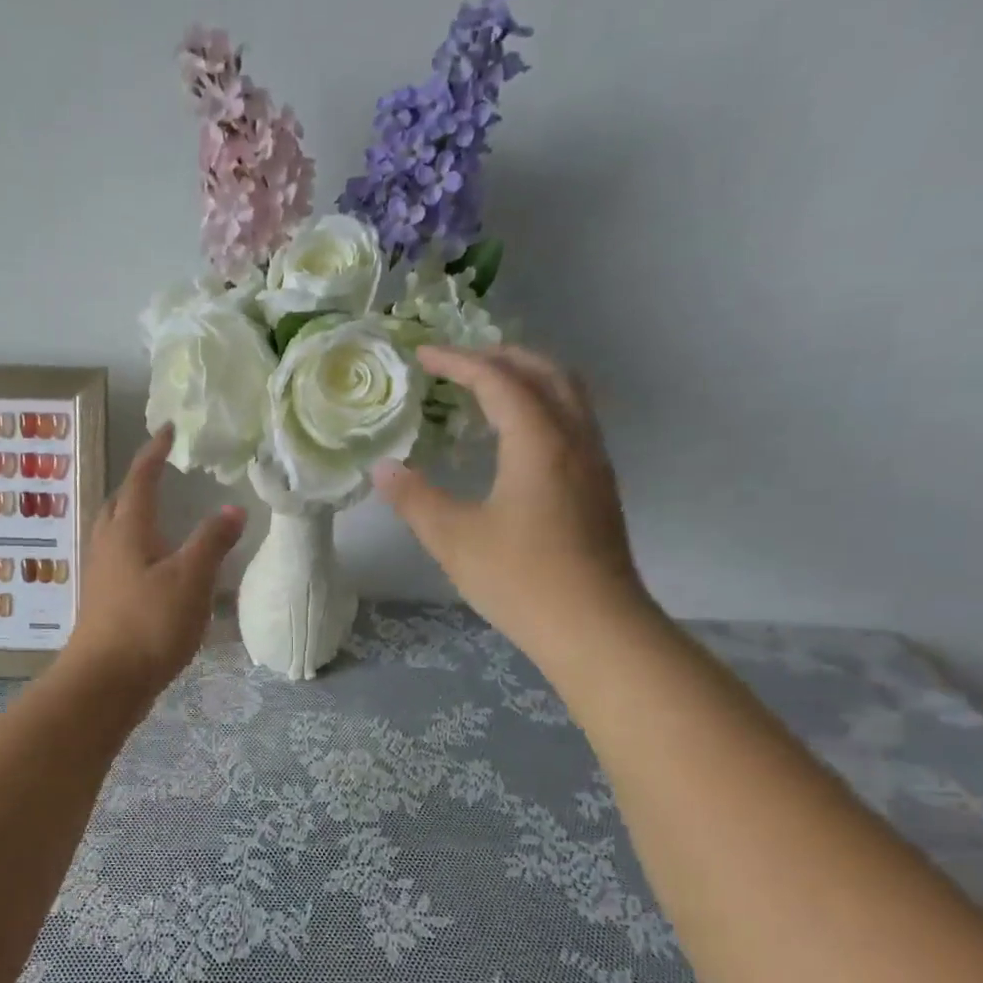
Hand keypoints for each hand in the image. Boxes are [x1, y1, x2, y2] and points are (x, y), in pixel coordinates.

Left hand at [62, 425, 246, 702]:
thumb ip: (211, 542)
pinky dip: (136, 549)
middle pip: (119, 503)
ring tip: (159, 516)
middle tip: (161, 472)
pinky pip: (119, 561)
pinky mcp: (103, 603)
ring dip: (134, 516)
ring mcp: (101, 576)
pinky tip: (154, 568)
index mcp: (127, 531)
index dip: (155, 453)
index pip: (140, 479)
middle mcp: (107, 546)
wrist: (104, 683)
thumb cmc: (147, 625)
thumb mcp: (190, 580)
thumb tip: (232, 508)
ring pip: (115, 533)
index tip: (168, 430)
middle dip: (138, 483)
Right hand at [373, 345, 651, 664]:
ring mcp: (594, 464)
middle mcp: (575, 439)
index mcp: (539, 442)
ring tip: (488, 390)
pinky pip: (573, 422)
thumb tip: (383, 469)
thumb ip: (415, 499)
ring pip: (568, 396)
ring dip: (528, 379)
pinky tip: (517, 439)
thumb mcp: (453, 539)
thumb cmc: (521, 579)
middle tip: (460, 363)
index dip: (459, 362)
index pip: (499, 381)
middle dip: (502, 357)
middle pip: (546, 373)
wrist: (596, 628)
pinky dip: (542, 408)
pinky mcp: (600, 488)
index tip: (423, 354)